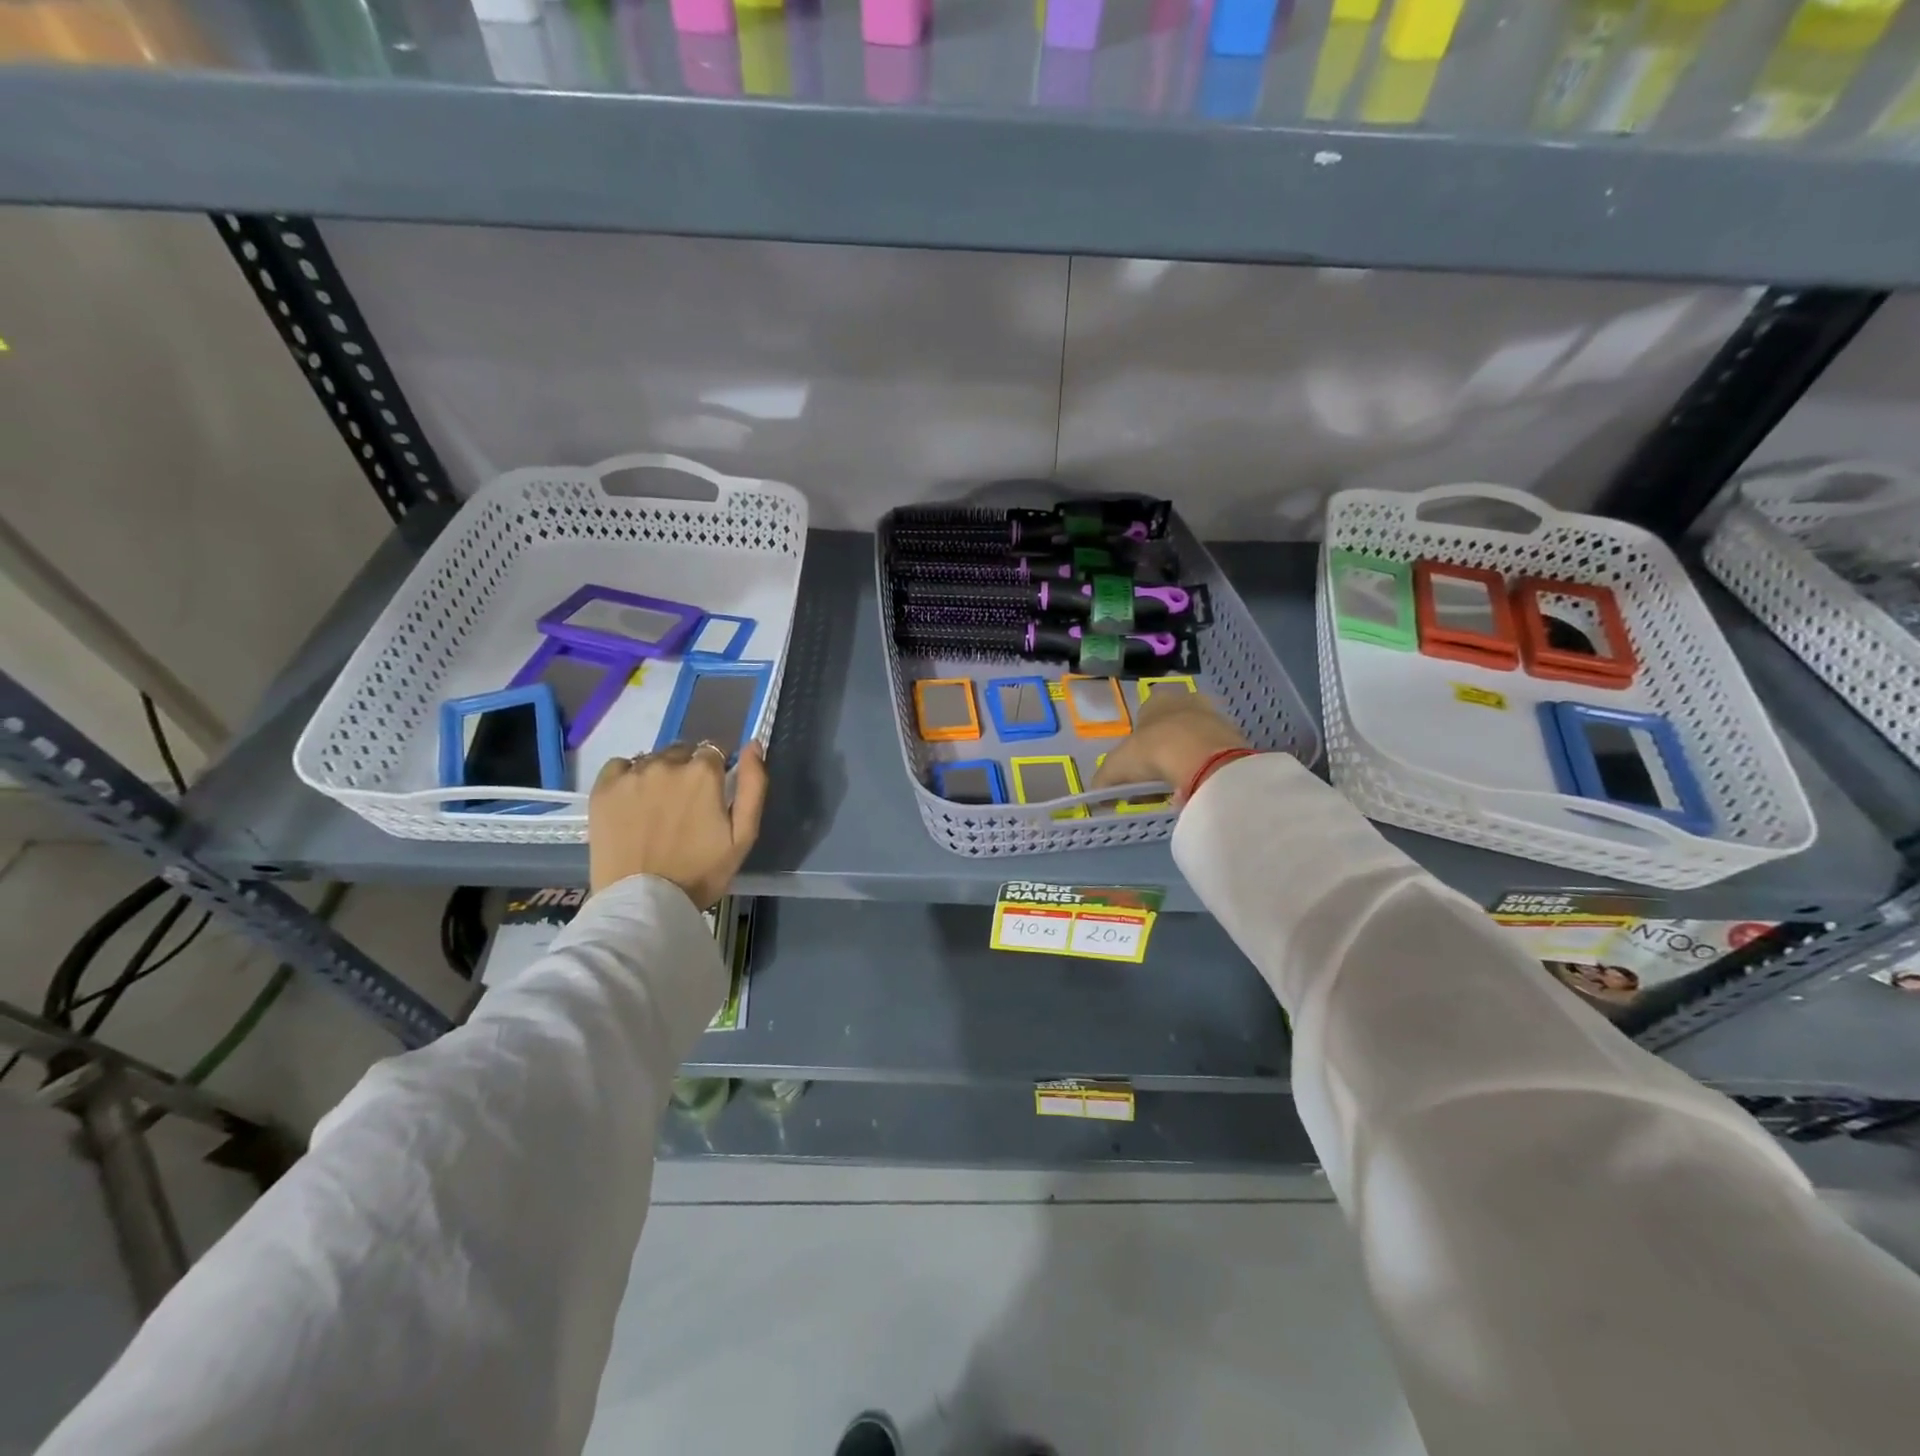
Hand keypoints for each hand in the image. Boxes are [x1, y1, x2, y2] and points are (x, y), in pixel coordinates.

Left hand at [589, 742, 768, 908]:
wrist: (644, 903)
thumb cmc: (701, 872)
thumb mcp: (744, 835)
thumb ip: (753, 785)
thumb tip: (753, 744)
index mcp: (703, 773)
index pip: (714, 752)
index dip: (715, 773)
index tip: (711, 796)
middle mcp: (666, 764)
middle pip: (682, 753)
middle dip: (687, 771)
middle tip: (685, 805)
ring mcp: (632, 775)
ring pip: (652, 759)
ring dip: (659, 774)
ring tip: (657, 808)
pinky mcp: (603, 789)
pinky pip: (620, 766)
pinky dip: (628, 777)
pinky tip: (632, 802)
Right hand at [1090, 692, 1247, 803]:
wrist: (1204, 758)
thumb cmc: (1153, 751)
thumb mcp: (1117, 767)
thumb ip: (1103, 780)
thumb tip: (1095, 796)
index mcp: (1156, 700)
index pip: (1144, 716)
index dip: (1139, 741)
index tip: (1137, 765)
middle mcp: (1186, 700)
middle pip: (1171, 725)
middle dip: (1164, 747)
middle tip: (1157, 775)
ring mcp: (1213, 715)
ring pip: (1194, 737)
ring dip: (1186, 757)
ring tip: (1178, 784)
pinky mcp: (1234, 735)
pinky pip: (1214, 751)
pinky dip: (1206, 766)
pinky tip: (1198, 783)